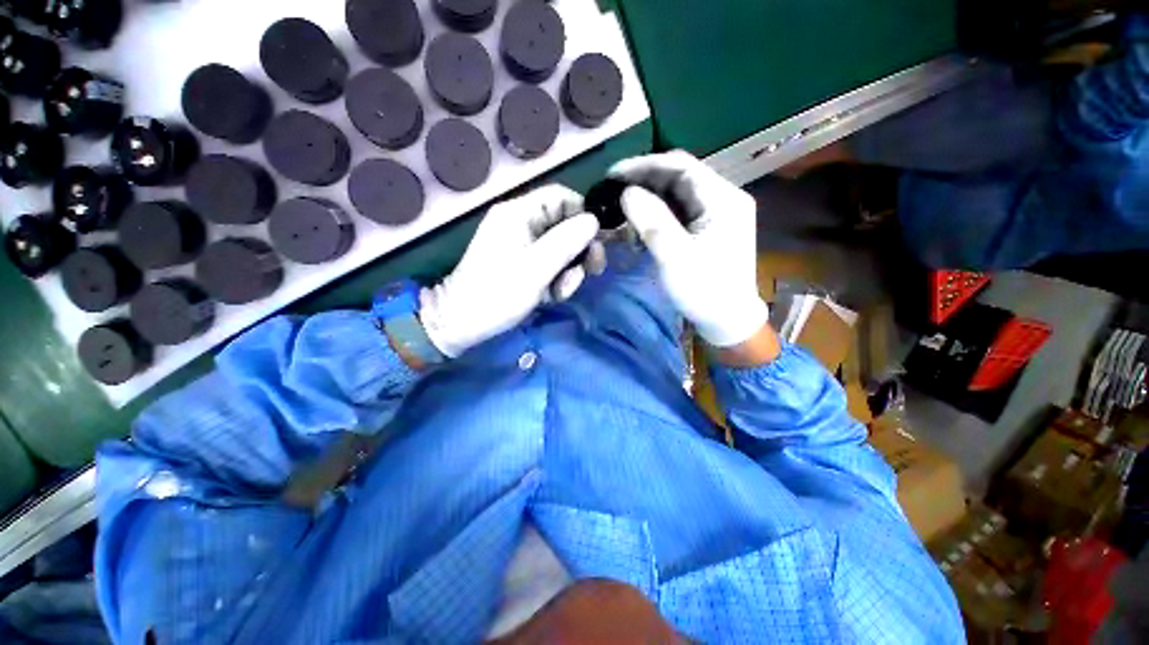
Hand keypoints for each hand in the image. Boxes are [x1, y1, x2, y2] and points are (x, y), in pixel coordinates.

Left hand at [420, 185, 600, 357]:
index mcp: (519, 213)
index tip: (597, 240)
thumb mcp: (536, 268)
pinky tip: (553, 297)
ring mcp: (521, 245)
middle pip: (564, 224)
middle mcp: (521, 223)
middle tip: (593, 270)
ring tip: (562, 292)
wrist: (461, 323)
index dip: (583, 214)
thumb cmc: (497, 294)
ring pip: (560, 248)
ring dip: (569, 270)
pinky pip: (549, 264)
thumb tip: (594, 221)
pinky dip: (556, 280)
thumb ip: (566, 242)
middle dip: (580, 249)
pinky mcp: (522, 264)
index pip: (560, 196)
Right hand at [610, 151, 768, 347]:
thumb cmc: (704, 291)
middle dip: (644, 182)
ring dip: (649, 200)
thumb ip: (652, 221)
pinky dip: (657, 216)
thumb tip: (627, 192)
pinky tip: (640, 227)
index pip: (681, 166)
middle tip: (613, 193)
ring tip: (622, 210)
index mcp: (723, 199)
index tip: (613, 175)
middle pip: (679, 178)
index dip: (645, 165)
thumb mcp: (675, 257)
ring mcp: (717, 214)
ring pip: (677, 195)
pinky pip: (679, 213)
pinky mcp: (708, 229)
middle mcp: (723, 199)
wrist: (728, 322)